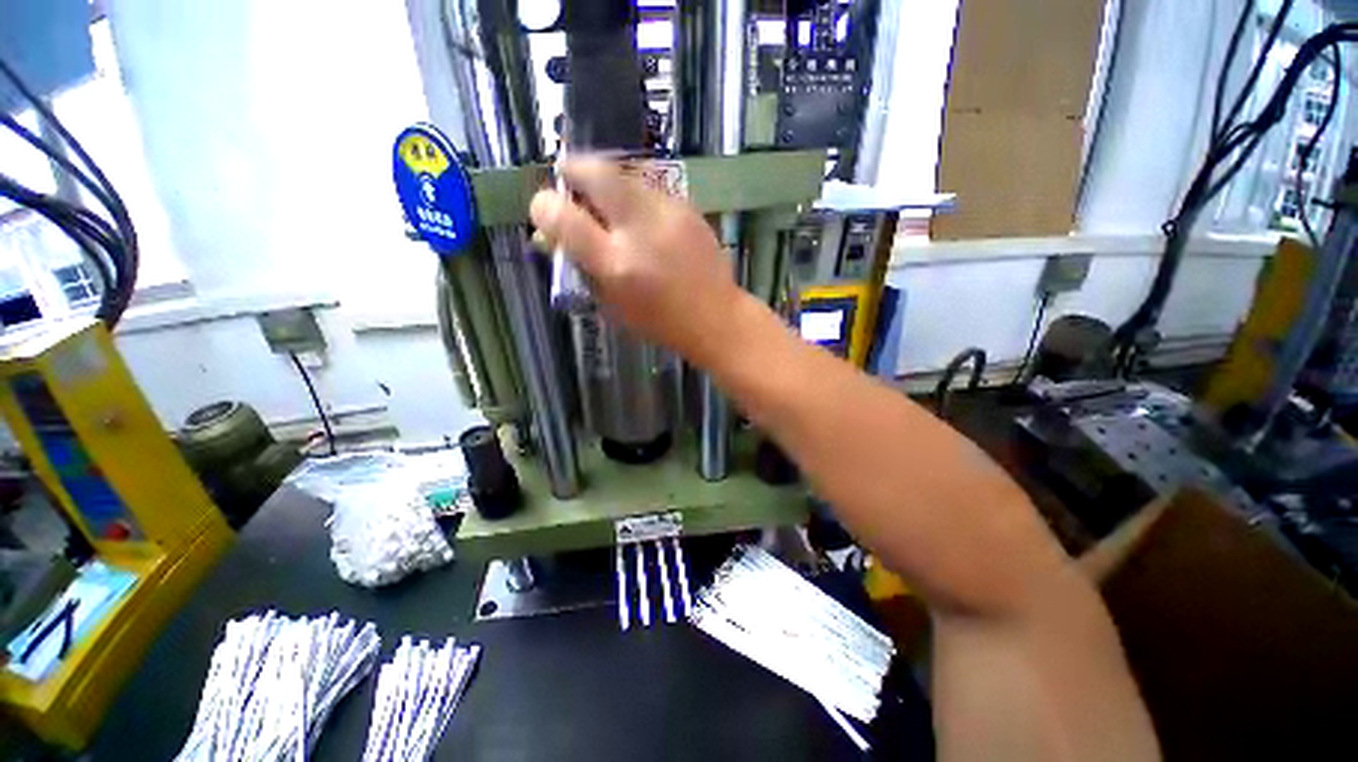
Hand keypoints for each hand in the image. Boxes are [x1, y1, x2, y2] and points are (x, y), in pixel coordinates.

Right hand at [529, 159, 748, 364]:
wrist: (716, 317)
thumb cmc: (661, 322)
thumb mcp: (613, 305)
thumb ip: (582, 267)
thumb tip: (550, 235)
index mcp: (616, 264)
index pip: (563, 218)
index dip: (544, 207)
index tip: (544, 209)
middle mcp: (640, 230)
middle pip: (596, 174)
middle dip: (574, 169)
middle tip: (568, 178)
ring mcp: (668, 213)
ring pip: (625, 174)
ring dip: (607, 181)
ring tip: (607, 201)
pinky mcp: (688, 208)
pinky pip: (650, 188)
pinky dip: (635, 194)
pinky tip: (640, 215)